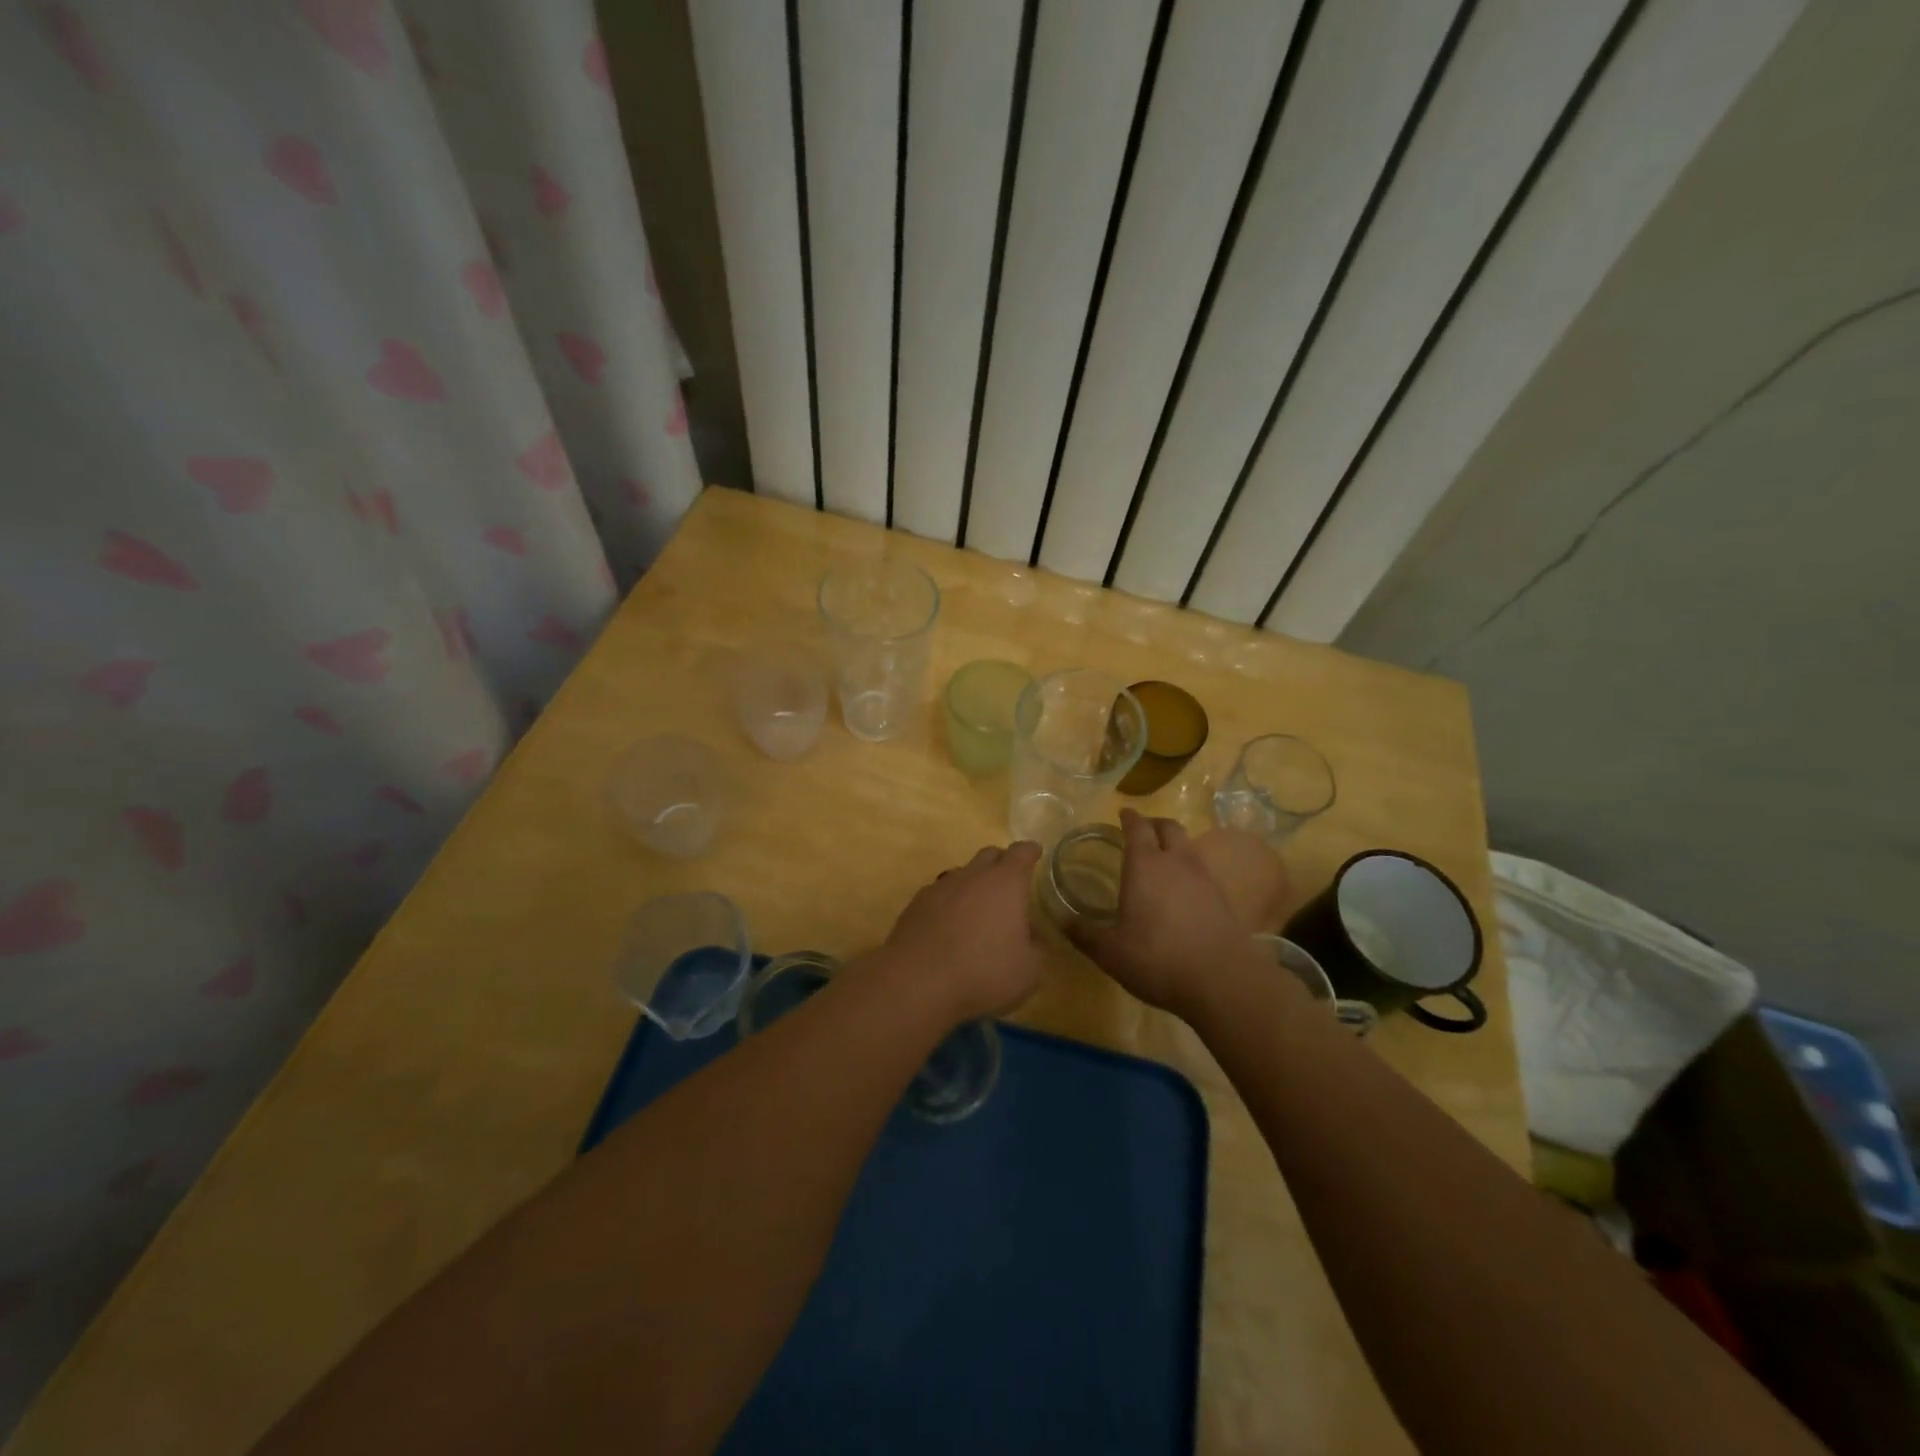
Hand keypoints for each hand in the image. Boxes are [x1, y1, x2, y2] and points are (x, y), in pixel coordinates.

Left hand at [879, 841, 1046, 1022]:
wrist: (917, 981)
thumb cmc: (984, 973)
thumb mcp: (1028, 970)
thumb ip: (1034, 947)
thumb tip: (1029, 934)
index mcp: (1005, 883)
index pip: (1021, 854)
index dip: (1030, 851)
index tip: (1035, 851)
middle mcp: (972, 876)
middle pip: (989, 855)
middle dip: (1001, 862)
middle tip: (1010, 879)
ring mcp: (940, 888)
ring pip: (962, 873)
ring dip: (973, 883)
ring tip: (978, 907)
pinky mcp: (916, 905)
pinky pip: (939, 894)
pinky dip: (949, 903)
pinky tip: (949, 925)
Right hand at [1069, 810, 1254, 1021]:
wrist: (1222, 980)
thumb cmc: (1157, 958)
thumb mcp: (1109, 952)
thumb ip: (1083, 933)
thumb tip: (1060, 918)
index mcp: (1145, 865)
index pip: (1137, 828)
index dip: (1129, 818)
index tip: (1123, 813)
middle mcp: (1176, 862)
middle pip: (1169, 827)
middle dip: (1154, 824)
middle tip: (1143, 830)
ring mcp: (1204, 878)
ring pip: (1189, 846)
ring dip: (1174, 843)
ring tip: (1162, 857)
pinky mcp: (1223, 898)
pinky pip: (1202, 870)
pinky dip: (1189, 868)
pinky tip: (1182, 889)